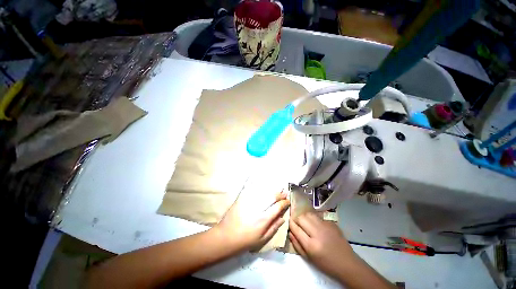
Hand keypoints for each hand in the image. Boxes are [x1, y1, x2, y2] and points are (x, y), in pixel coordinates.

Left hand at [214, 191, 289, 250]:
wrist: (225, 236)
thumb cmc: (245, 241)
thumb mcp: (261, 239)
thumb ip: (273, 228)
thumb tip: (282, 218)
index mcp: (263, 219)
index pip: (278, 207)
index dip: (284, 203)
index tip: (288, 201)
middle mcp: (258, 208)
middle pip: (271, 196)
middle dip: (280, 194)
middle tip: (284, 192)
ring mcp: (249, 201)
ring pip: (263, 191)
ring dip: (271, 189)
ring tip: (277, 187)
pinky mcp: (242, 198)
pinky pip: (251, 188)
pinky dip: (257, 184)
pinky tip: (262, 182)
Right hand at [289, 212, 356, 278]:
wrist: (347, 263)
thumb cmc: (326, 264)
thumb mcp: (309, 259)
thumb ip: (297, 245)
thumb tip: (290, 232)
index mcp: (311, 245)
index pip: (296, 228)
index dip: (290, 224)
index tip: (289, 223)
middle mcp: (318, 232)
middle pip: (301, 218)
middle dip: (297, 220)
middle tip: (297, 224)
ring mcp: (326, 226)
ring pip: (309, 214)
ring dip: (304, 217)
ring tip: (305, 223)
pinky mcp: (331, 223)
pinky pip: (318, 217)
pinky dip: (314, 219)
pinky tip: (317, 226)